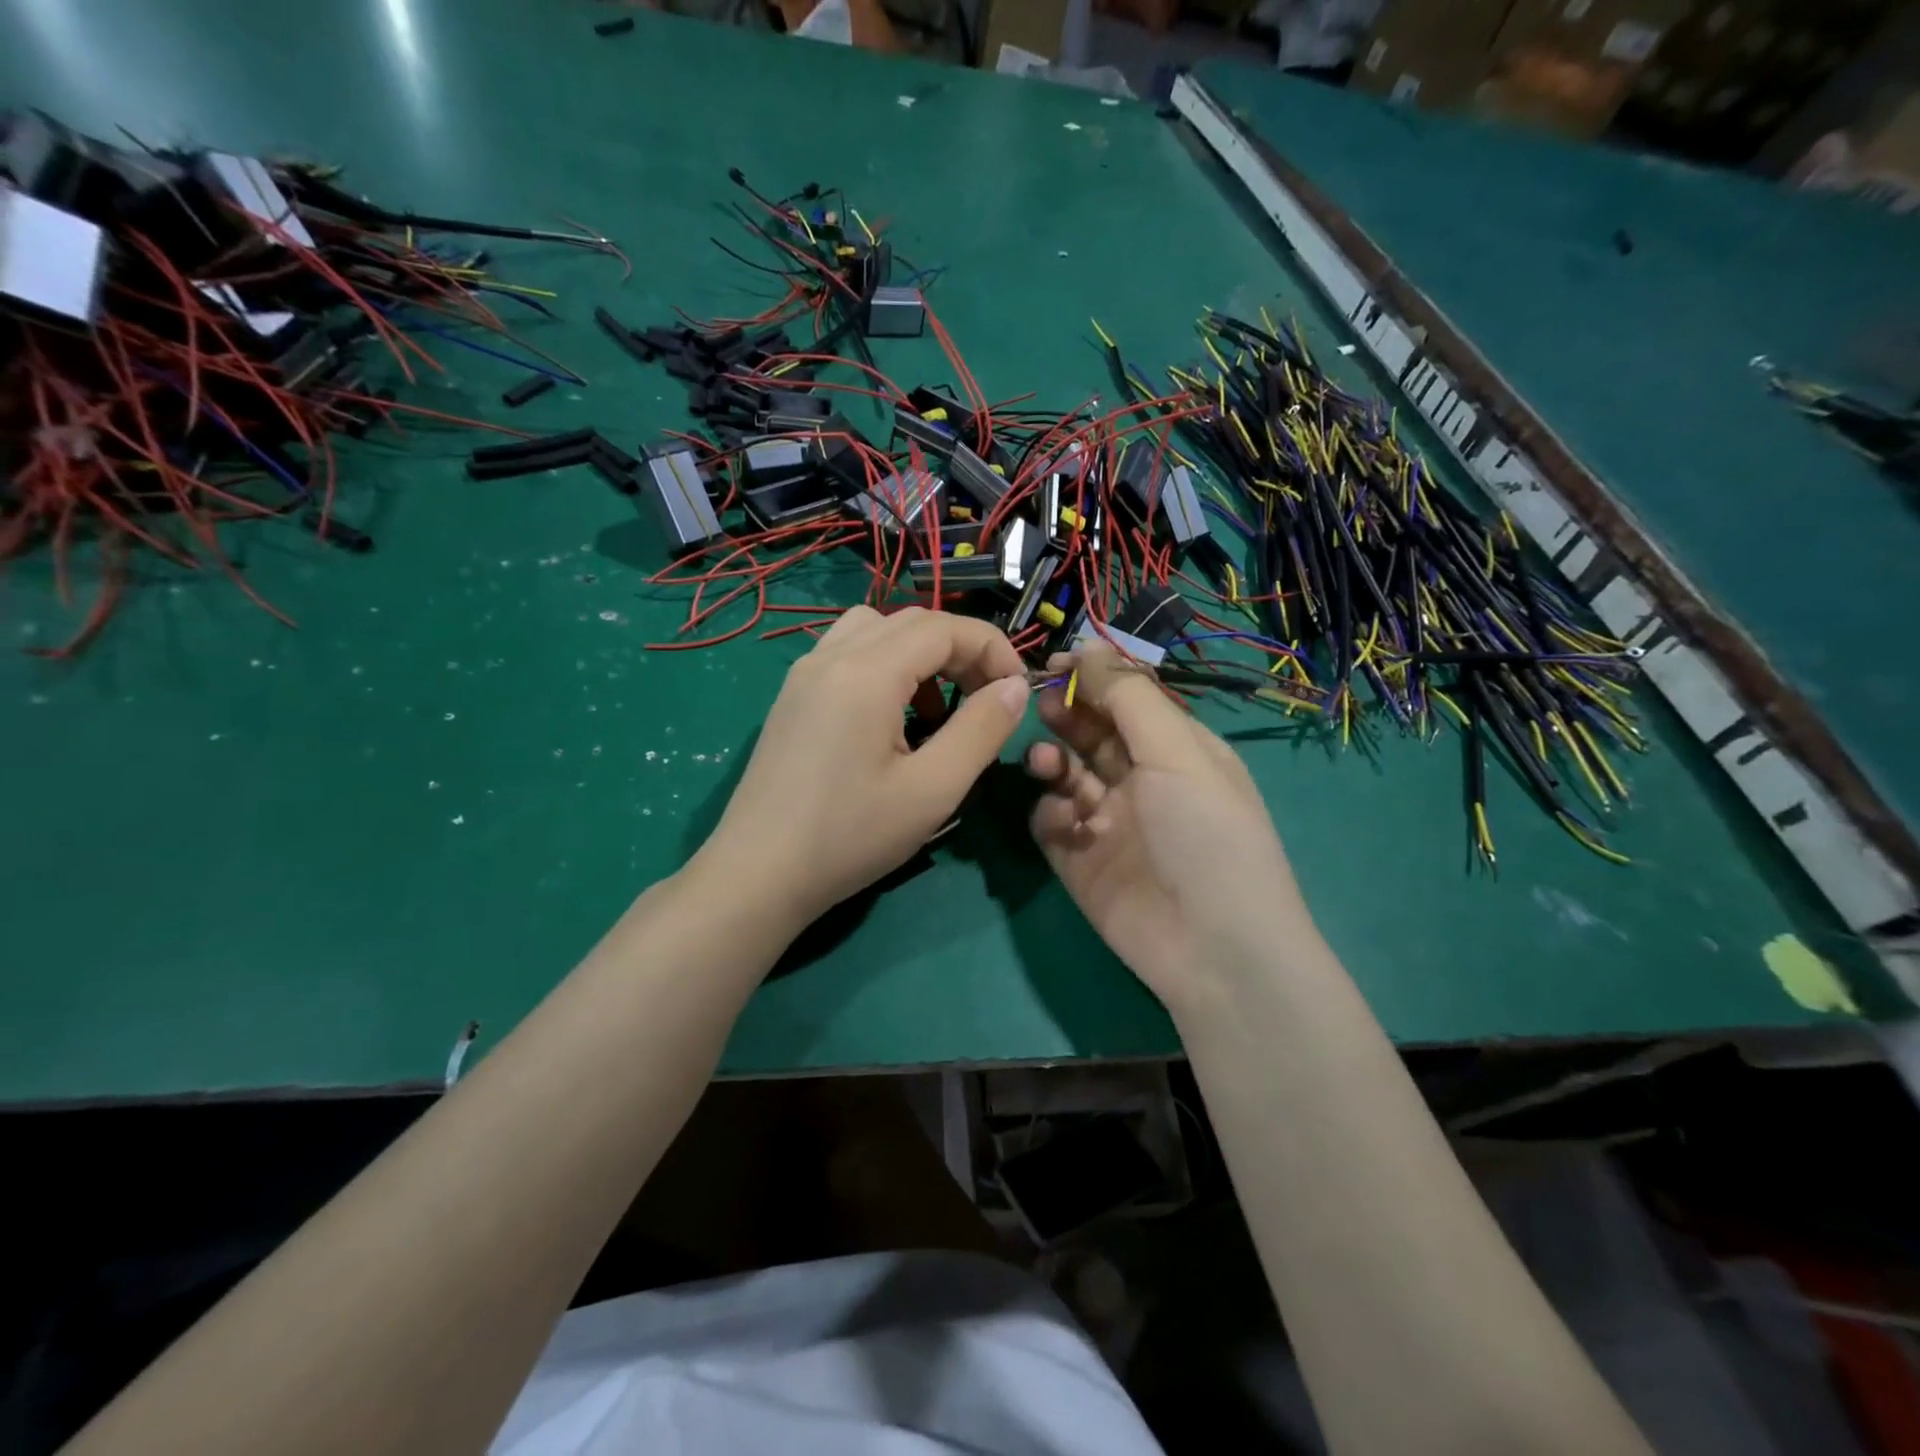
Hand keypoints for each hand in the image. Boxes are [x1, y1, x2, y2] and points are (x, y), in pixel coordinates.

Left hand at [698, 606, 1029, 929]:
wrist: (757, 875)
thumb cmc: (849, 836)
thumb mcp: (933, 790)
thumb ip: (982, 730)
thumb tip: (1015, 687)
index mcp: (866, 672)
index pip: (944, 627)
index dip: (991, 649)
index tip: (1017, 691)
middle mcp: (831, 657)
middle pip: (911, 621)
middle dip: (961, 650)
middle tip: (986, 699)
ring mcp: (804, 674)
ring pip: (876, 630)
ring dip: (920, 655)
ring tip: (937, 709)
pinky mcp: (793, 698)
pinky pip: (848, 654)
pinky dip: (885, 667)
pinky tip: (892, 721)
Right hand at [1026, 646, 1317, 1010]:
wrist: (1213, 948)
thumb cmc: (1206, 834)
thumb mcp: (1178, 753)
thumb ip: (1129, 697)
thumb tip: (1088, 647)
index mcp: (1175, 749)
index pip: (1127, 699)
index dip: (1091, 677)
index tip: (1053, 663)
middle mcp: (1141, 779)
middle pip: (1091, 731)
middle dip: (1065, 714)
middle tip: (1041, 706)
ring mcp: (1108, 821)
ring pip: (1065, 773)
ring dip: (1052, 760)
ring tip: (1047, 764)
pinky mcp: (1079, 860)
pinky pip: (1051, 822)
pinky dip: (1051, 814)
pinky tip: (1067, 823)